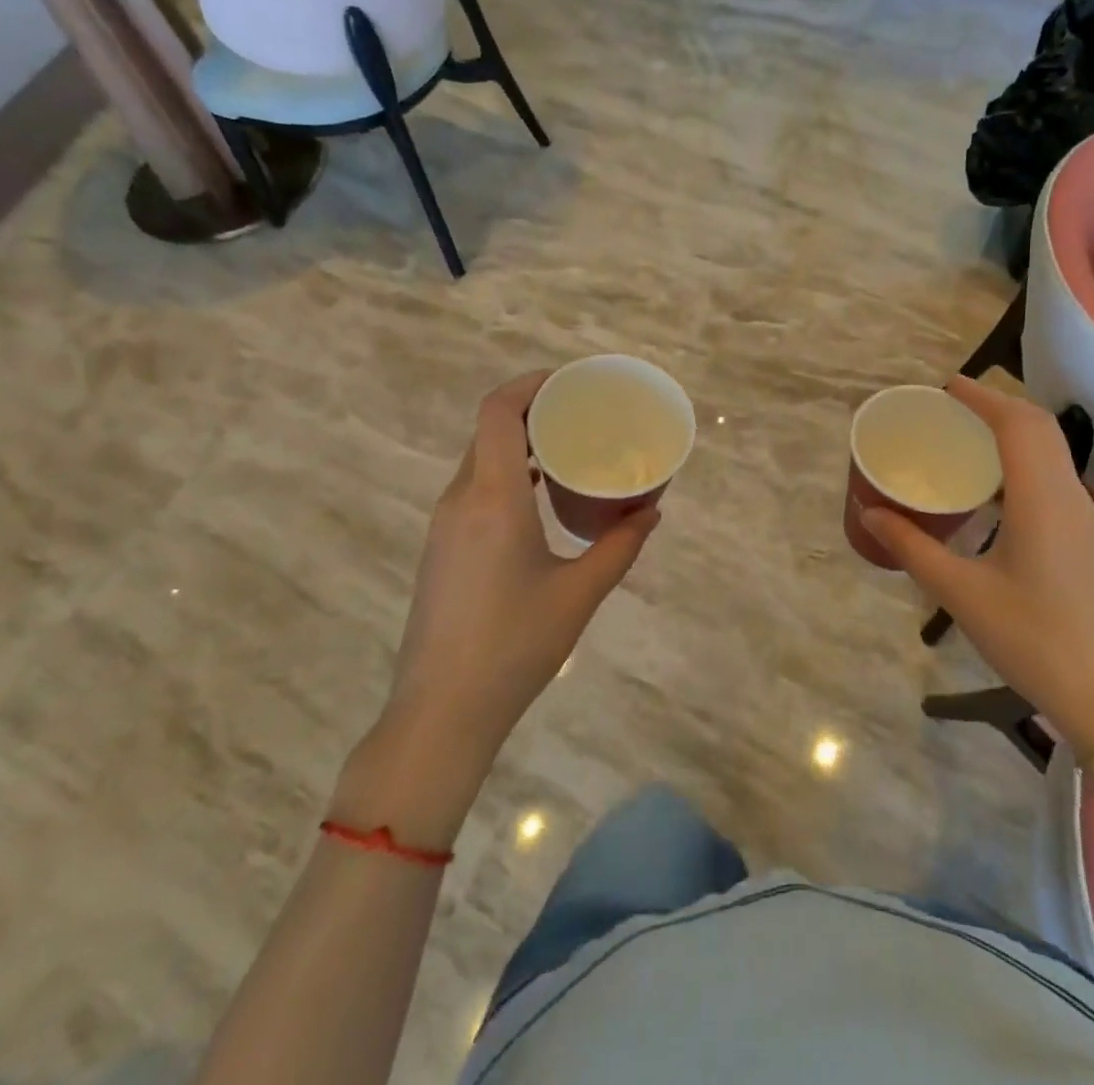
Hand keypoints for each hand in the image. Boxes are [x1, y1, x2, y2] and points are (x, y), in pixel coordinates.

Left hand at [343, 372, 659, 836]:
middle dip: (533, 410)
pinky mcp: (442, 548)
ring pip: (480, 459)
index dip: (530, 384)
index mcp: (492, 497)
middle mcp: (461, 499)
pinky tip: (540, 497)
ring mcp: (445, 524)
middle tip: (581, 413)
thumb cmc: (515, 646)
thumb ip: (620, 546)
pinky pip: (475, 488)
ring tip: (567, 449)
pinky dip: (507, 474)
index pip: (498, 412)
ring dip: (519, 443)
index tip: (569, 381)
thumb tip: (652, 511)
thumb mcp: (579, 594)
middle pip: (489, 430)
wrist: (441, 712)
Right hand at [861, 376, 1093, 752]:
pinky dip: (1022, 455)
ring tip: (965, 433)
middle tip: (949, 405)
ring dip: (1012, 428)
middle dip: (996, 404)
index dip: (983, 397)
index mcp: (1041, 500)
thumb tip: (869, 514)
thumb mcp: (960, 593)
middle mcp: (1068, 496)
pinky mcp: (1083, 535)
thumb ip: (912, 547)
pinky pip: (1052, 473)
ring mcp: (1082, 516)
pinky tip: (990, 482)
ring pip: (1051, 448)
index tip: (944, 387)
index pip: (1017, 424)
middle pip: (1039, 427)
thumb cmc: (1030, 639)